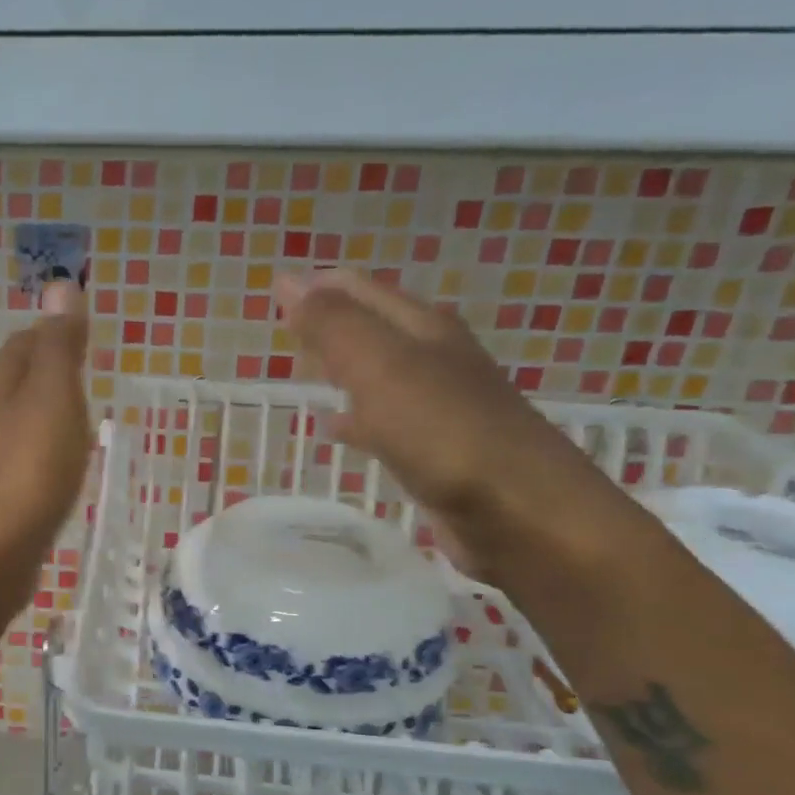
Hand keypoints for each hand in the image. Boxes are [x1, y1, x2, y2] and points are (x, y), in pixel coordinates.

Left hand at [0, 280, 91, 621]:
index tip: (85, 337)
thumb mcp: (53, 400)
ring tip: (81, 417)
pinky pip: (21, 459)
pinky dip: (42, 451)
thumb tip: (60, 284)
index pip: (25, 343)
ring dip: (45, 413)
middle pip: (17, 381)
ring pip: (18, 421)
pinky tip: (59, 467)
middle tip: (89, 375)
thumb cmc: (26, 473)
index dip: (53, 334)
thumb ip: (59, 348)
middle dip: (49, 372)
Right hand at [274, 269, 632, 582]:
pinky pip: (383, 422)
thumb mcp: (381, 368)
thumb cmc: (445, 433)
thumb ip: (334, 326)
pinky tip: (334, 430)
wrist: (519, 514)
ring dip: (342, 369)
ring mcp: (439, 407)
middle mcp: (435, 359)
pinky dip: (355, 418)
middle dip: (330, 323)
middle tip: (285, 327)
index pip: (362, 291)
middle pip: (373, 328)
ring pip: (377, 375)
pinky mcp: (436, 452)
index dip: (319, 286)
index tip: (275, 291)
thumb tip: (289, 280)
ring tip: (302, 373)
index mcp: (423, 329)